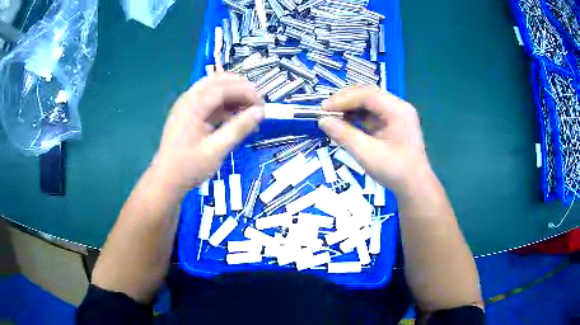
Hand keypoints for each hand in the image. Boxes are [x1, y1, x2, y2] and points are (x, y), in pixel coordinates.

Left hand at [152, 73, 264, 191]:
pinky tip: (236, 118)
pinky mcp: (189, 115)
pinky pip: (210, 102)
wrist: (166, 181)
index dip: (245, 92)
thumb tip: (260, 112)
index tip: (262, 104)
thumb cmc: (189, 167)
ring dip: (233, 95)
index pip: (223, 87)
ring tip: (250, 110)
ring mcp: (187, 106)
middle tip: (257, 102)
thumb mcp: (216, 150)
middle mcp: (189, 100)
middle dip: (240, 87)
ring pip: (214, 89)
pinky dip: (225, 105)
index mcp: (192, 106)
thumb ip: (238, 128)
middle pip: (217, 81)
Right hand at [319, 86, 430, 192]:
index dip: (343, 99)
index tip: (323, 108)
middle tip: (326, 110)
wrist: (414, 187)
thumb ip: (344, 135)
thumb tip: (322, 121)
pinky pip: (372, 114)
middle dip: (346, 100)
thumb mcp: (367, 153)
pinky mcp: (393, 124)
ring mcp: (397, 115)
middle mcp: (399, 107)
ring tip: (332, 115)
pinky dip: (357, 116)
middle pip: (369, 94)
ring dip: (350, 107)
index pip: (367, 95)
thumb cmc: (394, 171)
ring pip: (370, 103)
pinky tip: (345, 122)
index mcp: (398, 110)